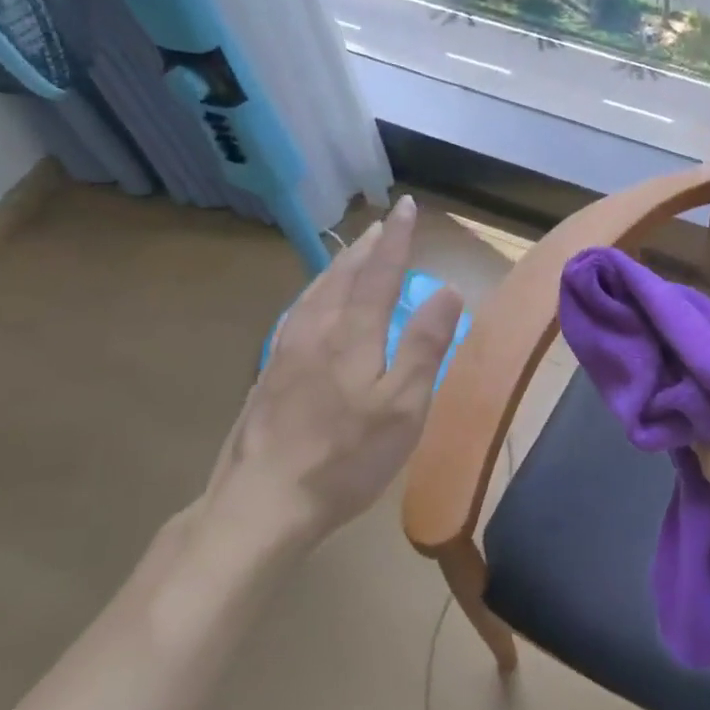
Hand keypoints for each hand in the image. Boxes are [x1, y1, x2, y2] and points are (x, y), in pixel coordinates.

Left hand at [196, 196, 464, 556]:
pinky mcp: (267, 375)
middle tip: (382, 224)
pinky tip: (312, 306)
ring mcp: (284, 352)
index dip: (397, 238)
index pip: (379, 272)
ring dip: (337, 265)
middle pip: (342, 275)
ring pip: (314, 292)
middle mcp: (315, 331)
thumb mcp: (403, 406)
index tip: (408, 205)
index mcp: (352, 334)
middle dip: (366, 246)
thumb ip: (425, 345)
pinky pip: (296, 314)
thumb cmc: (346, 457)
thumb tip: (448, 289)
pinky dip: (314, 293)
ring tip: (351, 253)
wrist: (262, 504)